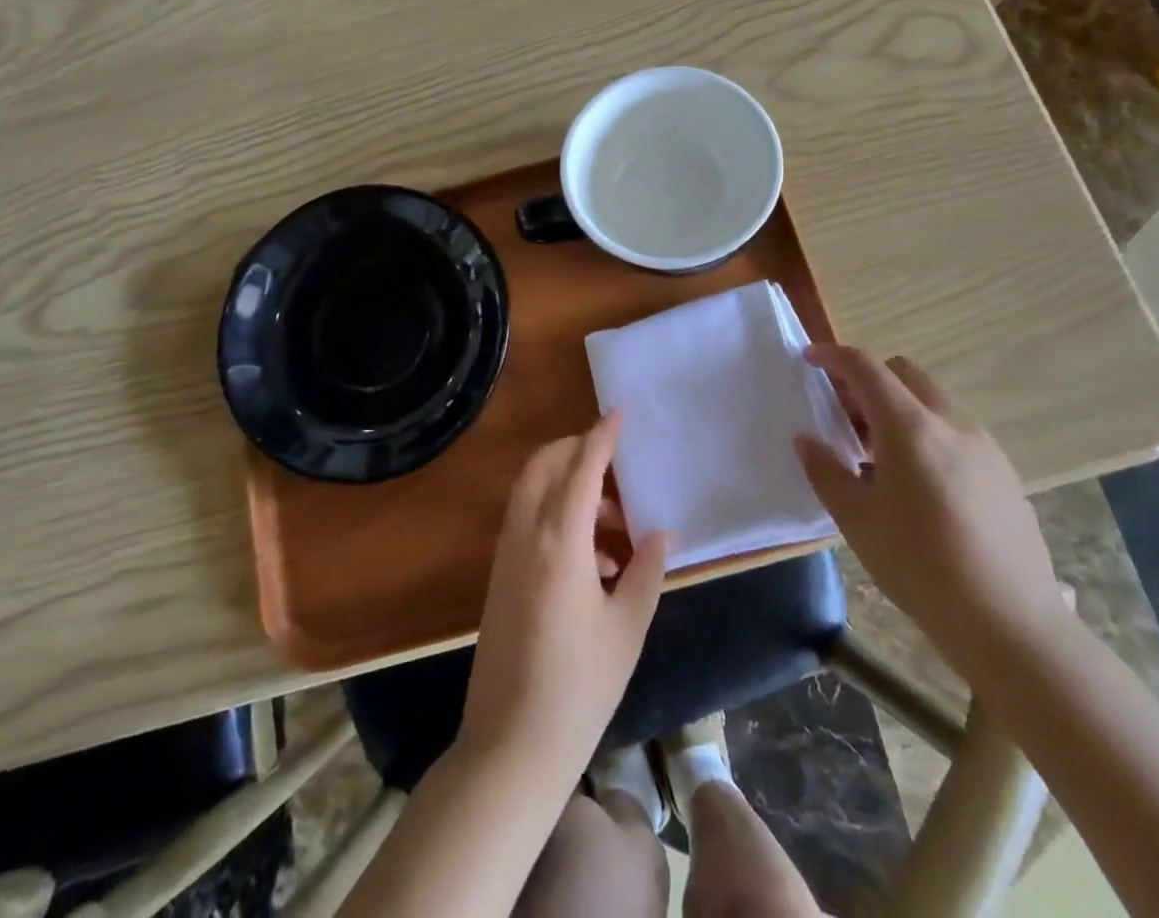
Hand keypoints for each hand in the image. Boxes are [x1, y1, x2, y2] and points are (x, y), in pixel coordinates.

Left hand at [460, 414, 666, 776]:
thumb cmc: (579, 688)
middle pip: (545, 465)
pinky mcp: (499, 575)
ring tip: (615, 529)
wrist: (510, 746)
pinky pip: (527, 519)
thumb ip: (647, 570)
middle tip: (617, 470)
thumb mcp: (627, 628)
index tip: (620, 413)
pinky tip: (593, 559)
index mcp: (559, 541)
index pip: (581, 467)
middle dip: (578, 451)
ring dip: (569, 487)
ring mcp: (506, 554)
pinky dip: (555, 514)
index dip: (602, 436)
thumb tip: (659, 533)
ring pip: (532, 490)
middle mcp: (525, 535)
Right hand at [794, 346, 1067, 678]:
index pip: (866, 368)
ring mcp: (985, 447)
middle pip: (905, 374)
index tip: (810, 359)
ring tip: (877, 457)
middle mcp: (951, 423)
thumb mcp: (857, 520)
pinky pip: (955, 432)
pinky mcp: (1005, 473)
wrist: (1011, 624)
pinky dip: (927, 434)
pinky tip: (918, 486)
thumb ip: (825, 471)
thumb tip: (806, 440)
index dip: (833, 356)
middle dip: (869, 381)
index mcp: (911, 427)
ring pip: (933, 402)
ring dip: (899, 410)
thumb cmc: (920, 566)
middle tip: (844, 416)